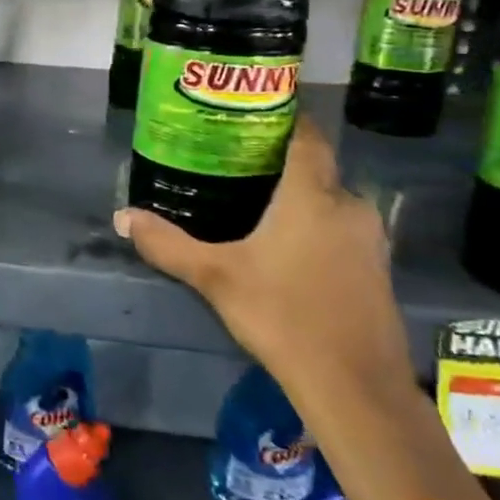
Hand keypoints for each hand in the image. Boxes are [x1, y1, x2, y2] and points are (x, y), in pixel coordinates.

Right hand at [113, 118, 412, 398]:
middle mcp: (348, 205)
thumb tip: (122, 217)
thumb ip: (168, 244)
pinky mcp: (377, 268)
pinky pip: (342, 228)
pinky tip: (287, 247)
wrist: (354, 385)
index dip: (283, 117)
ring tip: (255, 203)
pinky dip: (317, 224)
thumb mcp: (214, 276)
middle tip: (235, 163)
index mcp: (312, 194)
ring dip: (299, 196)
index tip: (250, 114)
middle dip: (280, 162)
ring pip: (330, 200)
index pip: (306, 135)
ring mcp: (370, 238)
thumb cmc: (282, 315)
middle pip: (315, 167)